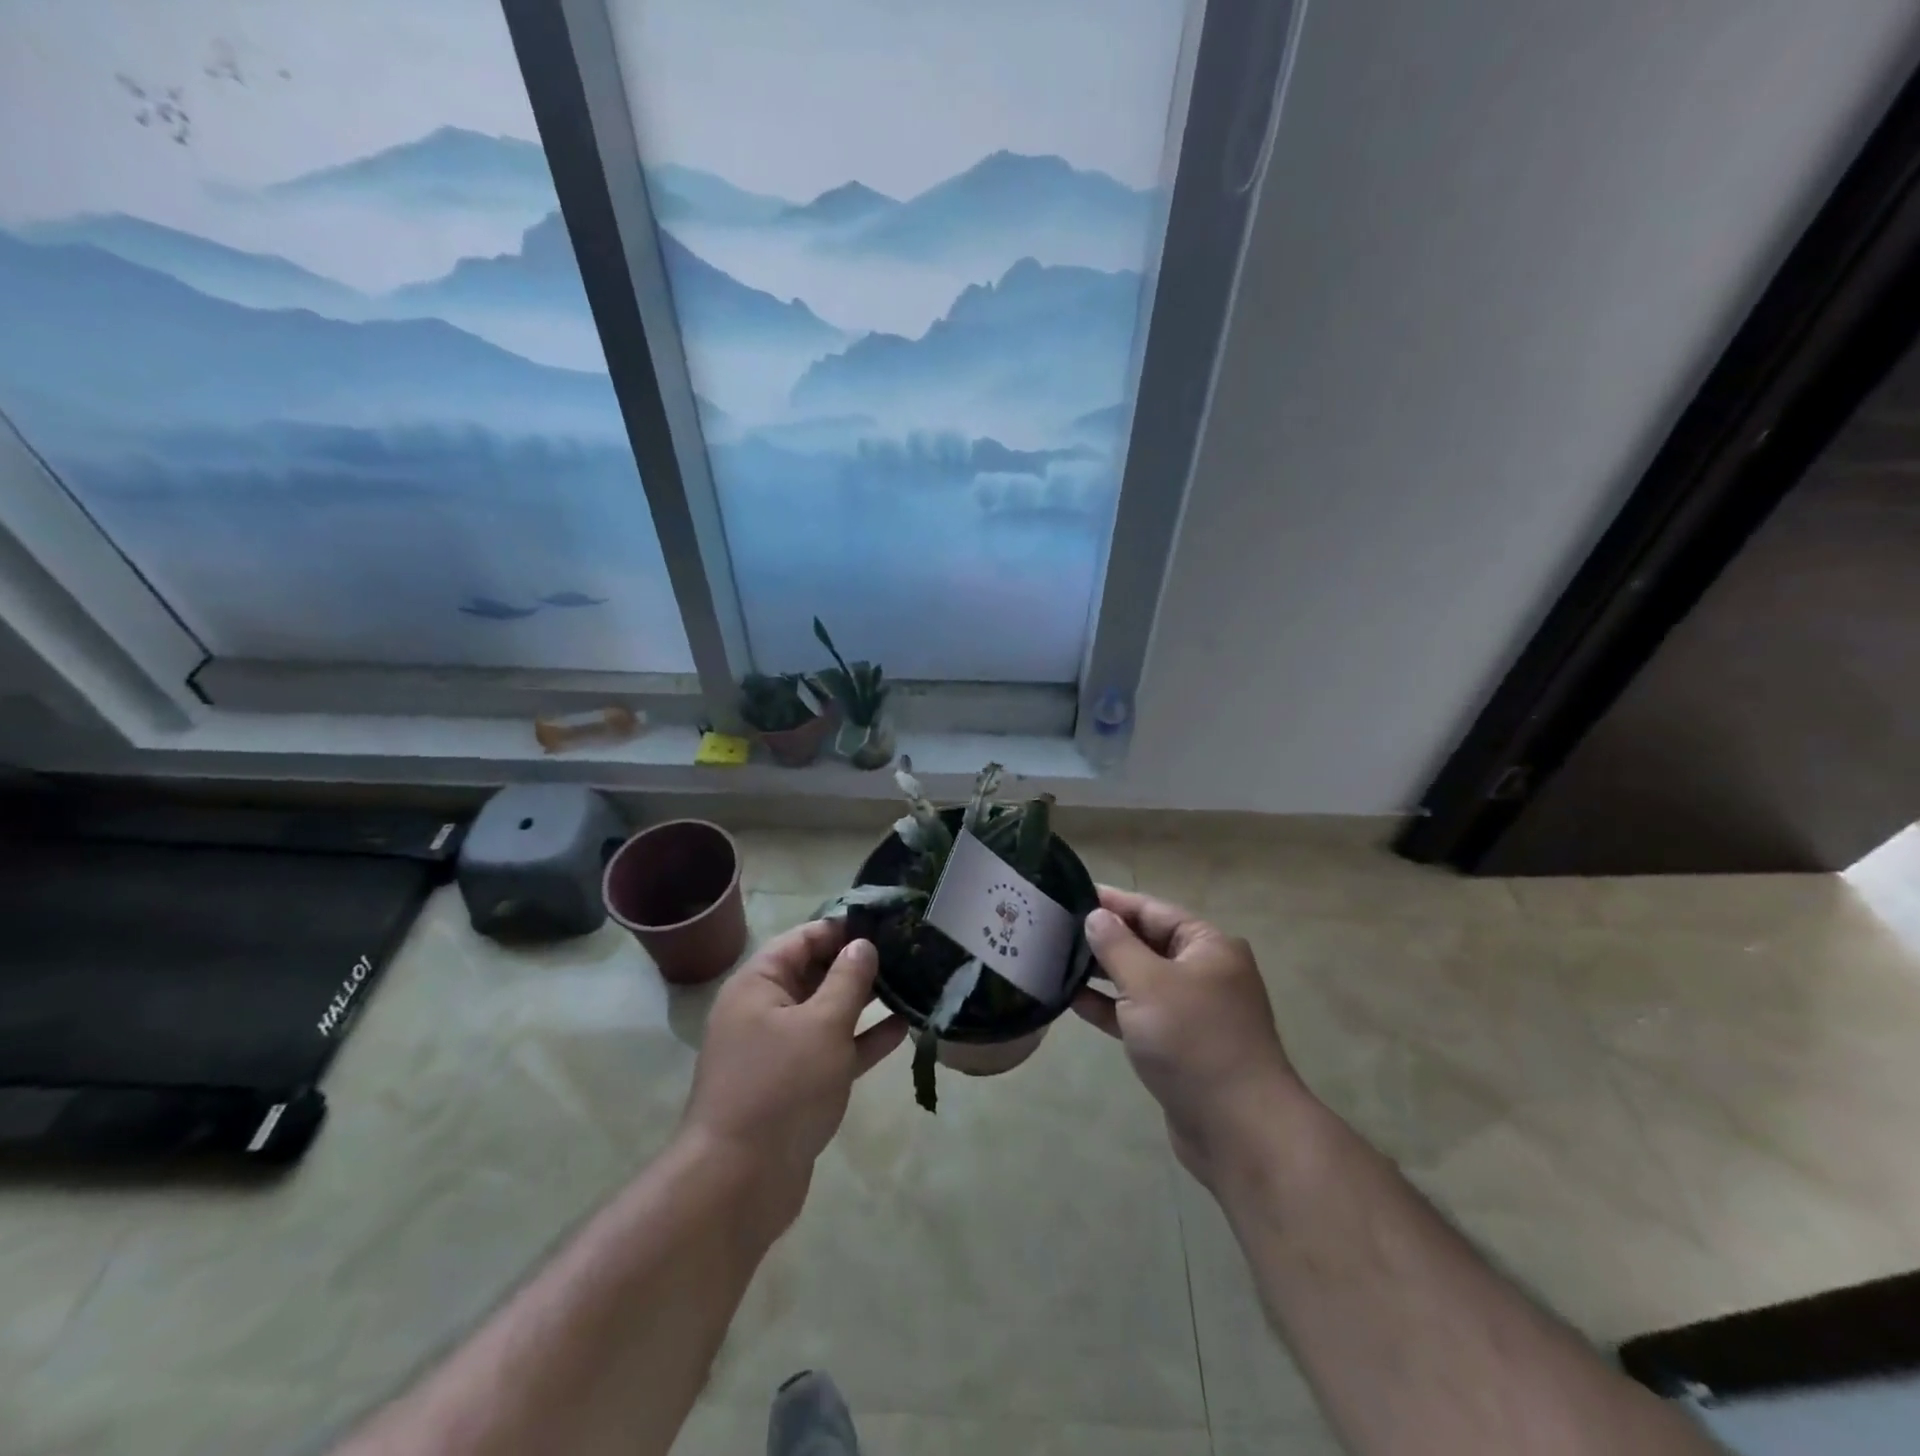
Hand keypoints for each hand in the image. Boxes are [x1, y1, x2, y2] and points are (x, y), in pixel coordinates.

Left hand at [680, 920, 906, 1229]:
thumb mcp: (821, 1024)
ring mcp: (779, 1050)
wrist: (738, 1183)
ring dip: (865, 1001)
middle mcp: (765, 1010)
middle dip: (858, 963)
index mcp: (758, 984)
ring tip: (911, 984)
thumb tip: (863, 944)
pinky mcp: (796, 1085)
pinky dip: (862, 1039)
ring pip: (827, 1013)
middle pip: (815, 973)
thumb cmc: (780, 1088)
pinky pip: (832, 1049)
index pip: (804, 938)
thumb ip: (847, 980)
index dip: (844, 928)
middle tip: (907, 952)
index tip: (887, 923)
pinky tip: (902, 1028)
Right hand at [1074, 886, 1301, 1186]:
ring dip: (1103, 973)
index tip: (1071, 893)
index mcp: (1207, 946)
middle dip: (1105, 937)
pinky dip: (1111, 1007)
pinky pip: (1139, 1014)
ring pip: (1140, 980)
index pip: (1152, 910)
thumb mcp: (1148, 984)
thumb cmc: (1194, 1041)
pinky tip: (1073, 1000)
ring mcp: (1193, 1011)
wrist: (1239, 1130)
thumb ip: (1117, 946)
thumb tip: (1096, 916)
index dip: (1112, 901)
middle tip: (1056, 928)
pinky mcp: (1180, 1046)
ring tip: (1057, 960)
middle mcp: (1204, 972)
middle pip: (1147, 943)